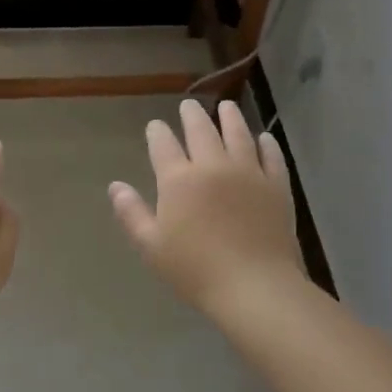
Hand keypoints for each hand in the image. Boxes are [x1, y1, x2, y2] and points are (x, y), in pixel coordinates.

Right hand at [109, 99, 304, 316]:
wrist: (255, 286)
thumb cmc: (195, 270)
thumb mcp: (152, 246)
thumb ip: (131, 213)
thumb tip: (115, 186)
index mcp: (179, 180)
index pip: (163, 145)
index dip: (157, 132)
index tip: (155, 126)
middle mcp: (213, 166)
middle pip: (201, 130)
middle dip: (192, 115)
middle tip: (188, 106)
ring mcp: (248, 172)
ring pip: (238, 134)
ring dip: (230, 118)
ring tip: (226, 107)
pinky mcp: (276, 186)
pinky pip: (271, 156)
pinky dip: (266, 144)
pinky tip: (264, 138)